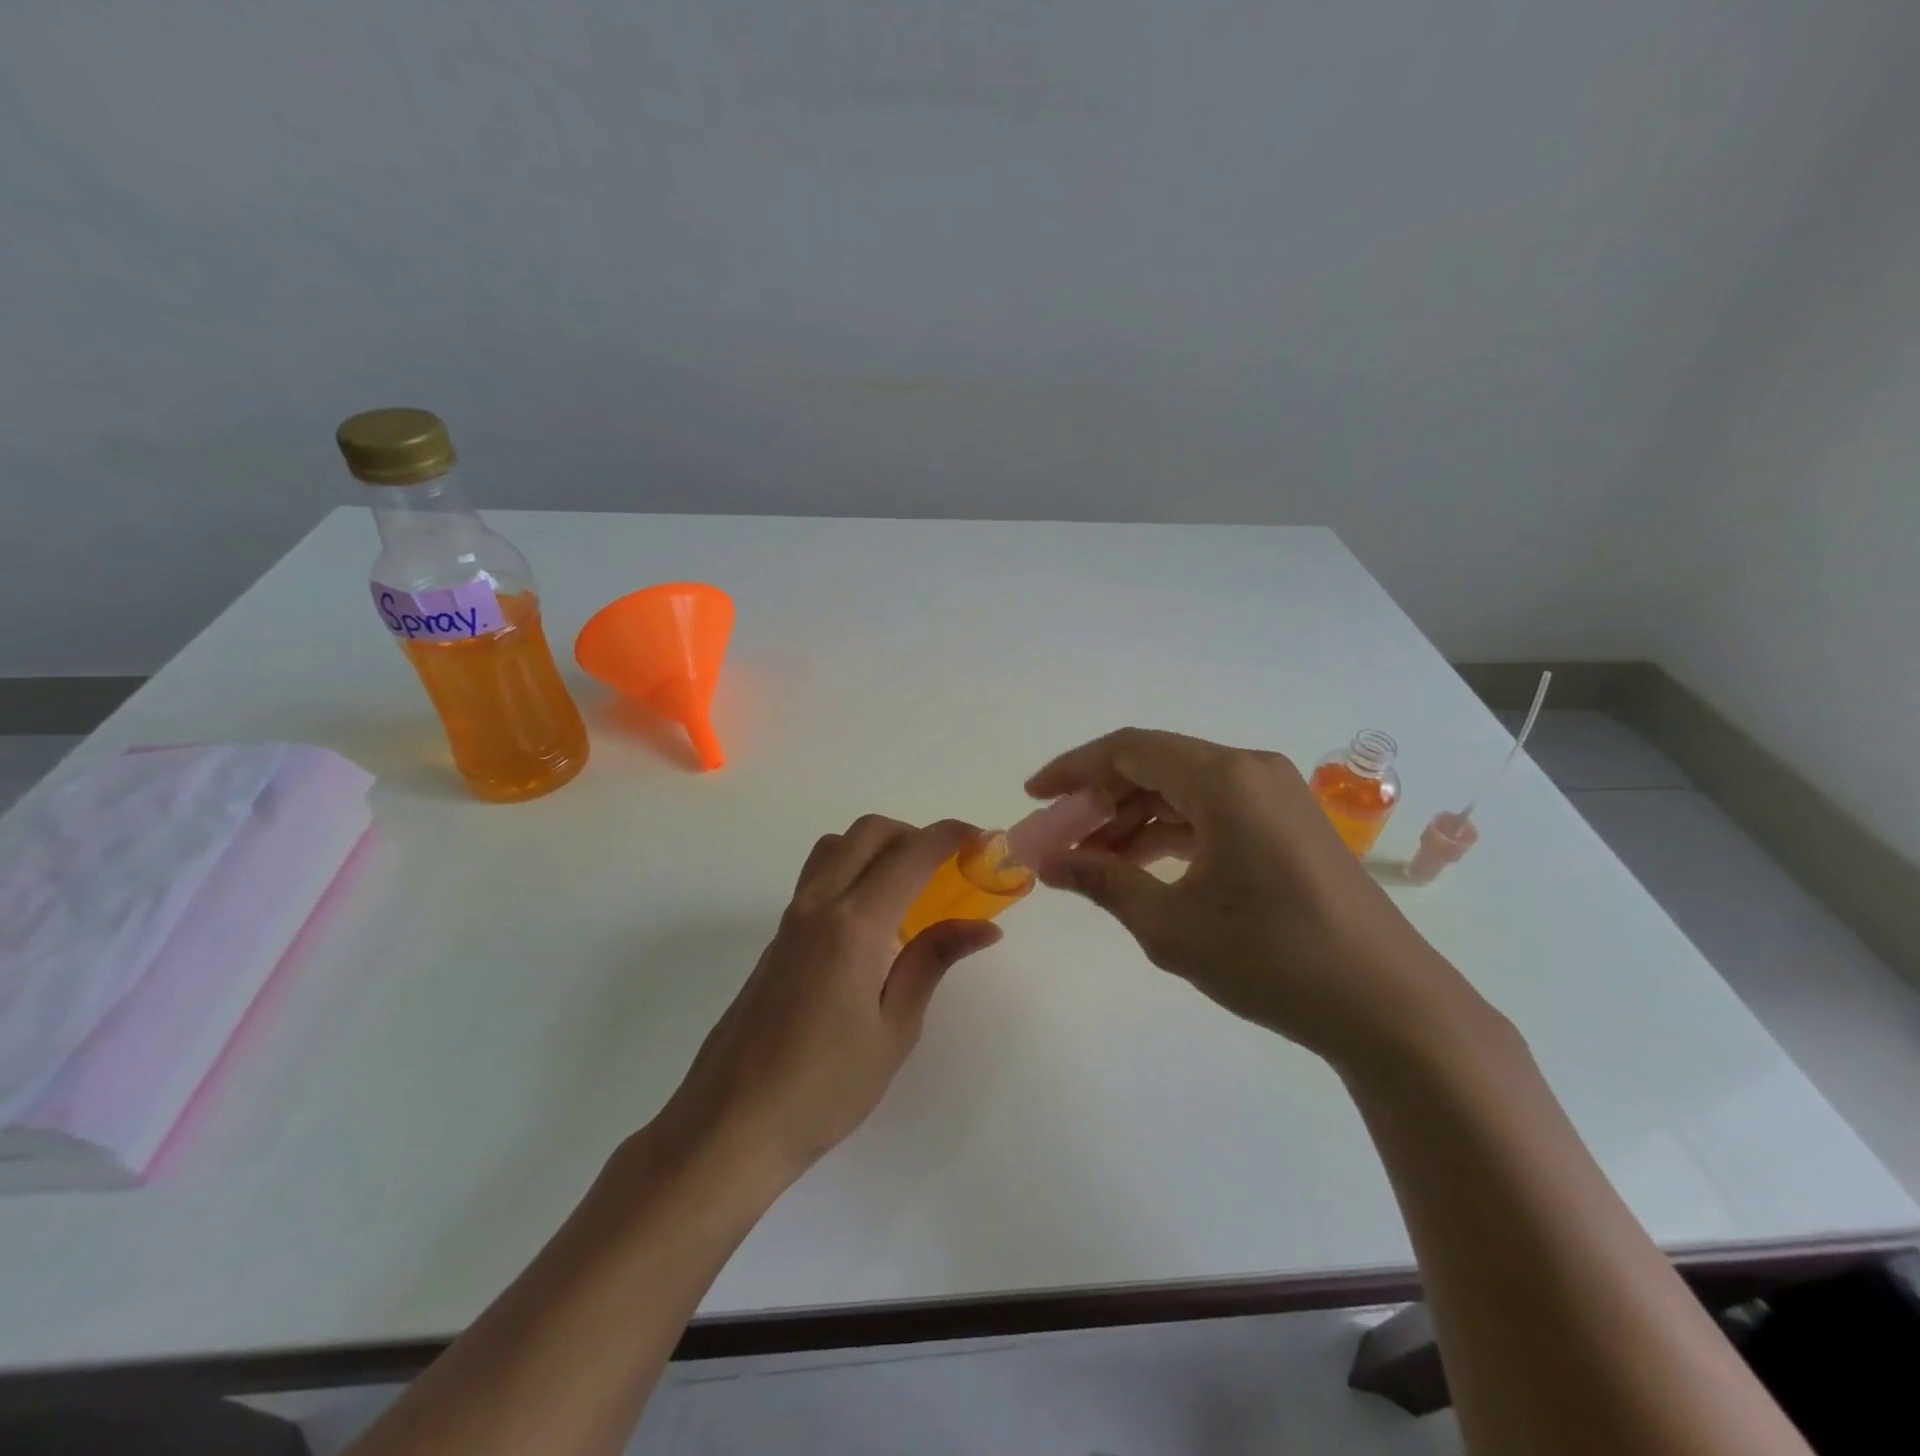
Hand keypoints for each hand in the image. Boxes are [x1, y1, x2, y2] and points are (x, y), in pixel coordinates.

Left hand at [663, 816, 1002, 1182]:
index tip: (983, 841)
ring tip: (909, 890)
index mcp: (854, 924)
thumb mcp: (894, 1030)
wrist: (732, 1124)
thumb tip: (983, 927)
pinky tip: (873, 925)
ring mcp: (791, 918)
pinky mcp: (777, 938)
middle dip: (914, 834)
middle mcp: (819, 905)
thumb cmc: (825, 1087)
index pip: (911, 854)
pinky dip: (853, 872)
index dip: (951, 836)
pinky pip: (819, 878)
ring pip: (836, 847)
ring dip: (877, 847)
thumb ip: (933, 962)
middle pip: (868, 832)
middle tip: (947, 869)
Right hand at [1027, 728, 1488, 1070]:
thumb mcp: (1171, 924)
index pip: (1128, 750)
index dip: (1073, 770)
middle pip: (1155, 765)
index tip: (1034, 797)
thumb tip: (1048, 864)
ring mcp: (1276, 796)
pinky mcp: (1288, 825)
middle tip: (1059, 838)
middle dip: (1099, 799)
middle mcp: (1251, 770)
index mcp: (1223, 778)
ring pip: (1183, 789)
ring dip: (1133, 818)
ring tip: (1093, 859)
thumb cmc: (1273, 958)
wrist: (1389, 1008)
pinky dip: (1171, 831)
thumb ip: (1103, 882)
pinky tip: (1142, 865)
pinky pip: (1213, 811)